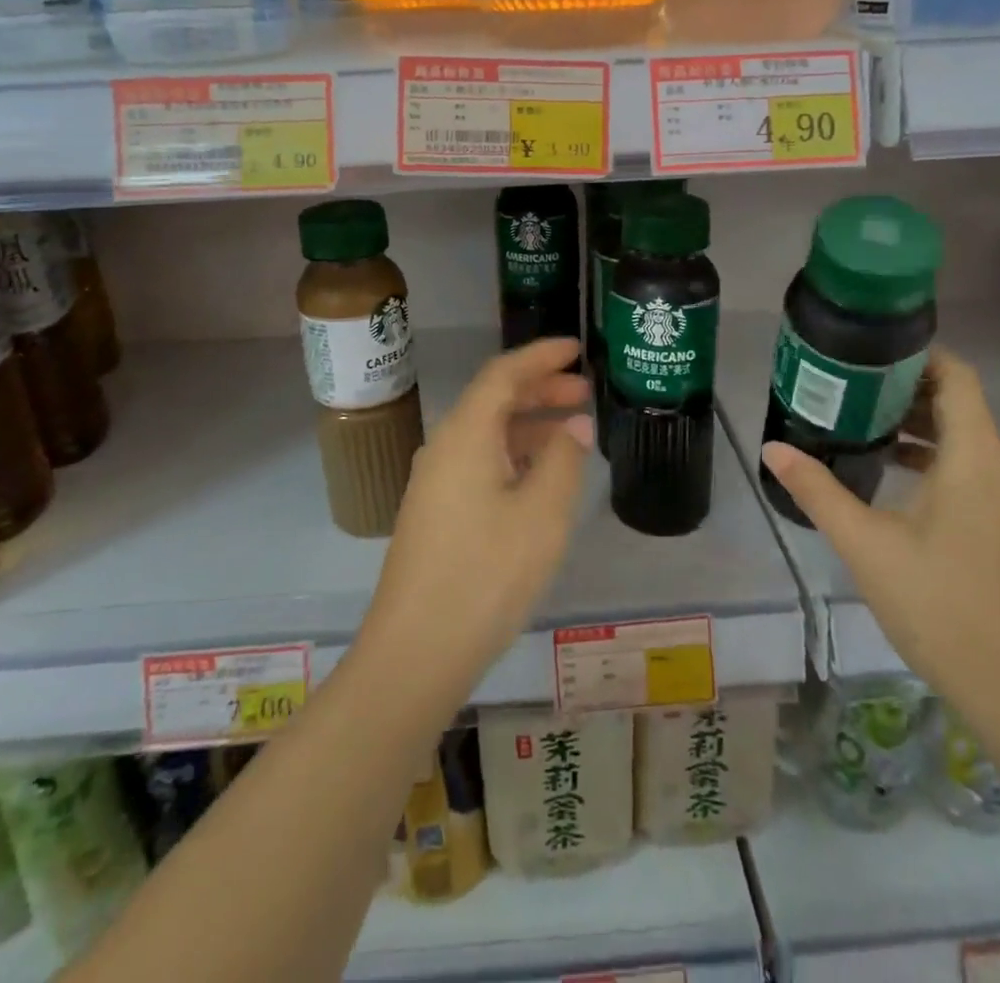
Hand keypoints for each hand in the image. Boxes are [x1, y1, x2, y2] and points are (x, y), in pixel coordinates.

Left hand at [359, 339, 594, 695]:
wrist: (416, 651)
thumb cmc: (486, 575)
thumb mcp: (542, 515)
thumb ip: (564, 459)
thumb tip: (574, 423)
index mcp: (465, 434)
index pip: (503, 373)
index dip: (540, 356)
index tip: (575, 347)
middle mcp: (444, 447)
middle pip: (493, 400)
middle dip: (539, 388)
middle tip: (584, 390)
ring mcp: (434, 481)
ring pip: (486, 433)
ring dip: (528, 424)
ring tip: (573, 432)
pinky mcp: (435, 512)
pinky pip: (478, 461)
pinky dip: (513, 454)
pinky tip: (540, 477)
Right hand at [761, 346, 999, 720]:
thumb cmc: (939, 604)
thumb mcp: (865, 543)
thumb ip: (817, 490)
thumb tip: (773, 448)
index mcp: (973, 457)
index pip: (956, 376)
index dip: (917, 353)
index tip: (866, 348)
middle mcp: (994, 467)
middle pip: (954, 401)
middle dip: (901, 384)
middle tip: (844, 380)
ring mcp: (999, 497)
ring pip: (957, 435)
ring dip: (910, 420)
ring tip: (851, 417)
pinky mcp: (993, 522)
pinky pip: (960, 465)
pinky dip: (922, 453)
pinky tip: (879, 469)